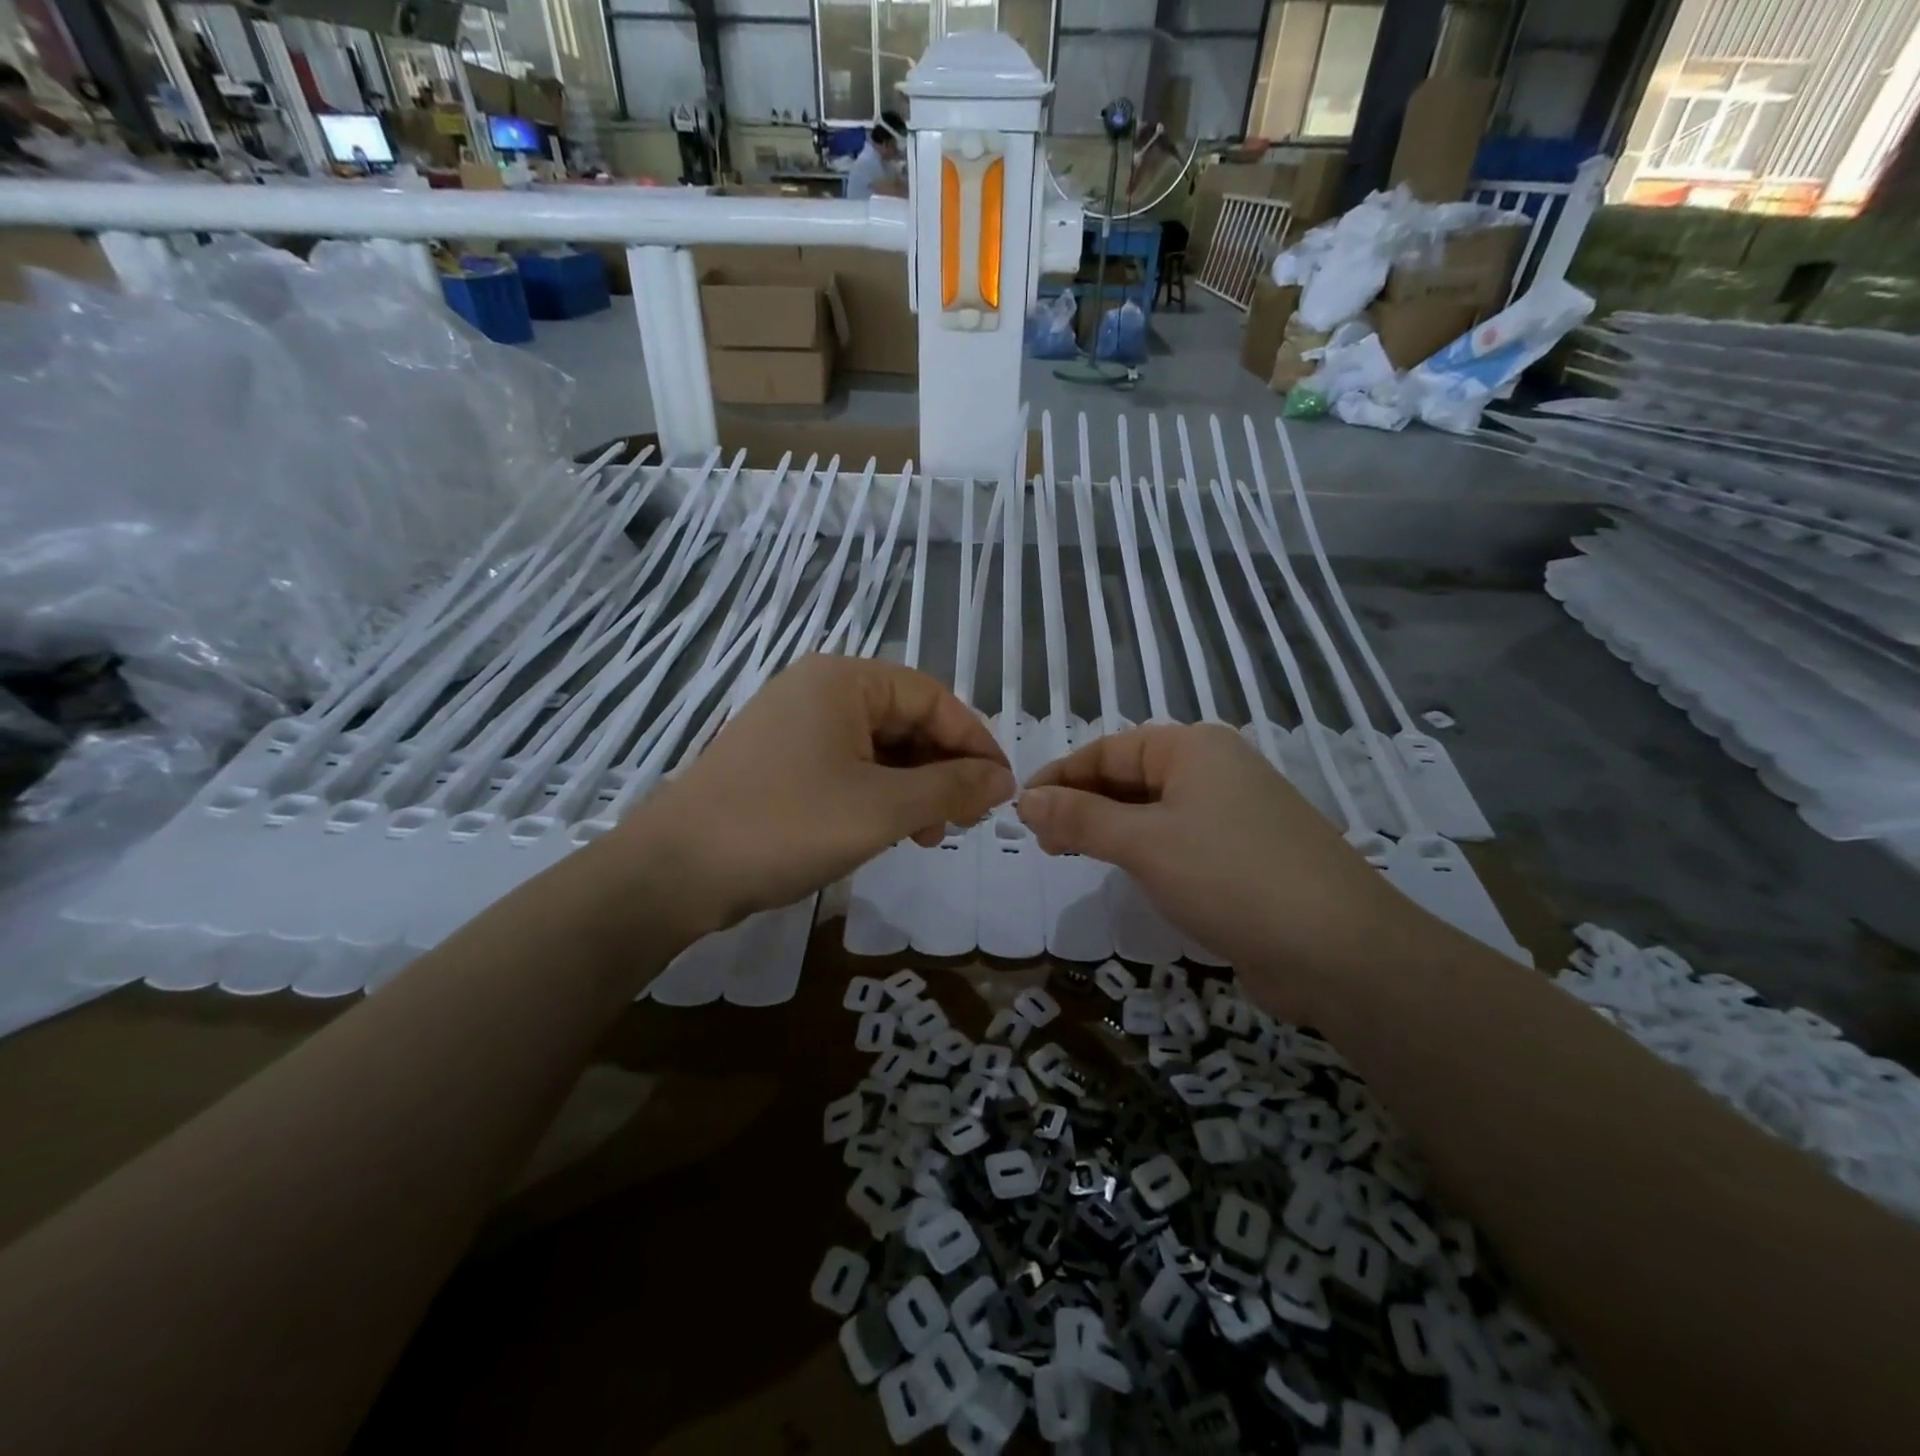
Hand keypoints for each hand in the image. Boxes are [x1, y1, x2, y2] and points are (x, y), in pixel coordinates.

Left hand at [616, 655, 1013, 935]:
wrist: (674, 871)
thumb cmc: (786, 825)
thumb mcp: (882, 808)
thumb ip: (950, 788)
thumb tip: (1003, 780)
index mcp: (844, 680)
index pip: (933, 697)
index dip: (974, 742)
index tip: (1002, 790)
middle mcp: (818, 690)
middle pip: (905, 720)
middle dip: (942, 769)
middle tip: (963, 819)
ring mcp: (793, 725)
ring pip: (877, 748)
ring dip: (912, 787)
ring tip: (928, 834)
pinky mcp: (778, 761)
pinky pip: (846, 766)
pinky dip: (876, 795)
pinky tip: (888, 831)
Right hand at [1016, 724, 1425, 1007]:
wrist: (1339, 950)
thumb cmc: (1230, 876)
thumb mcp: (1143, 843)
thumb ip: (1080, 818)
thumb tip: (1027, 800)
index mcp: (1193, 748)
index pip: (1108, 750)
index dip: (1060, 777)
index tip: (1021, 809)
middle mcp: (1215, 770)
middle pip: (1130, 777)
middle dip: (1082, 805)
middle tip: (1043, 841)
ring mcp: (1235, 814)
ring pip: (1154, 812)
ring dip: (1110, 830)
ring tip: (1071, 855)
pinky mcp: (1245, 856)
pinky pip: (1179, 841)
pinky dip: (1144, 852)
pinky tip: (1126, 873)